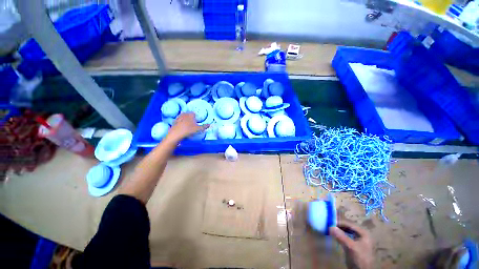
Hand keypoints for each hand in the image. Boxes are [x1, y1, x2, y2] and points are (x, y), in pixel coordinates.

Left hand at [167, 112, 208, 141]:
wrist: (176, 134)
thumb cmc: (189, 130)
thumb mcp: (198, 129)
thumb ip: (204, 126)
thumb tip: (210, 124)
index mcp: (190, 115)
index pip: (194, 113)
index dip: (196, 117)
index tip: (197, 121)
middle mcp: (184, 114)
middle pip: (188, 114)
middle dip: (190, 117)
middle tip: (192, 123)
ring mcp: (178, 118)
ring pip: (182, 117)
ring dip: (185, 119)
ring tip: (187, 125)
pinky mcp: (173, 122)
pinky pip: (178, 121)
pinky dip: (180, 123)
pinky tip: (181, 127)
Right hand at [330, 221, 372, 268]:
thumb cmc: (360, 258)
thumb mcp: (351, 248)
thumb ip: (342, 237)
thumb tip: (330, 226)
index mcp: (363, 232)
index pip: (349, 223)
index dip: (339, 222)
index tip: (328, 221)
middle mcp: (360, 233)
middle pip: (347, 226)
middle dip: (337, 225)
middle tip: (327, 223)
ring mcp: (356, 238)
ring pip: (345, 230)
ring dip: (337, 229)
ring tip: (328, 227)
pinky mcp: (352, 243)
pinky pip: (344, 235)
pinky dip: (338, 234)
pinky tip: (332, 234)